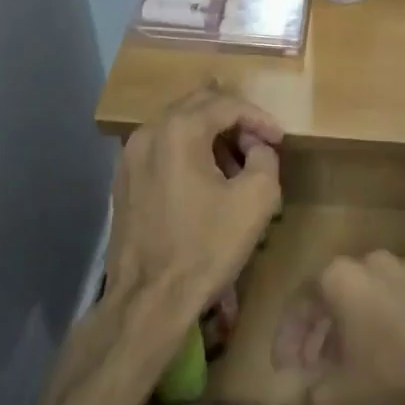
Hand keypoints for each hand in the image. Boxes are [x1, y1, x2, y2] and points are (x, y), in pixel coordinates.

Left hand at [107, 88, 284, 312]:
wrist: (150, 300)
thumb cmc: (206, 247)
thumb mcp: (257, 199)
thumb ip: (265, 158)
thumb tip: (256, 148)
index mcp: (179, 130)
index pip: (228, 104)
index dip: (260, 118)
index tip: (280, 140)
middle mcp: (149, 132)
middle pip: (199, 105)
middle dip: (234, 120)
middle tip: (259, 144)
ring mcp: (130, 156)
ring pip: (178, 126)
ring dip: (211, 136)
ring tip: (237, 165)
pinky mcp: (124, 180)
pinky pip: (163, 149)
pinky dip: (189, 152)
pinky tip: (206, 181)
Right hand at [272, 250, 404, 404]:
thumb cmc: (395, 377)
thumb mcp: (337, 403)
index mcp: (339, 278)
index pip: (298, 304)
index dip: (285, 341)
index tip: (284, 373)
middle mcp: (370, 262)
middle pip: (330, 299)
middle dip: (317, 338)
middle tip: (313, 375)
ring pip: (363, 299)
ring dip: (349, 332)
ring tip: (350, 371)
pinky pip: (394, 302)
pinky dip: (381, 326)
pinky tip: (389, 361)